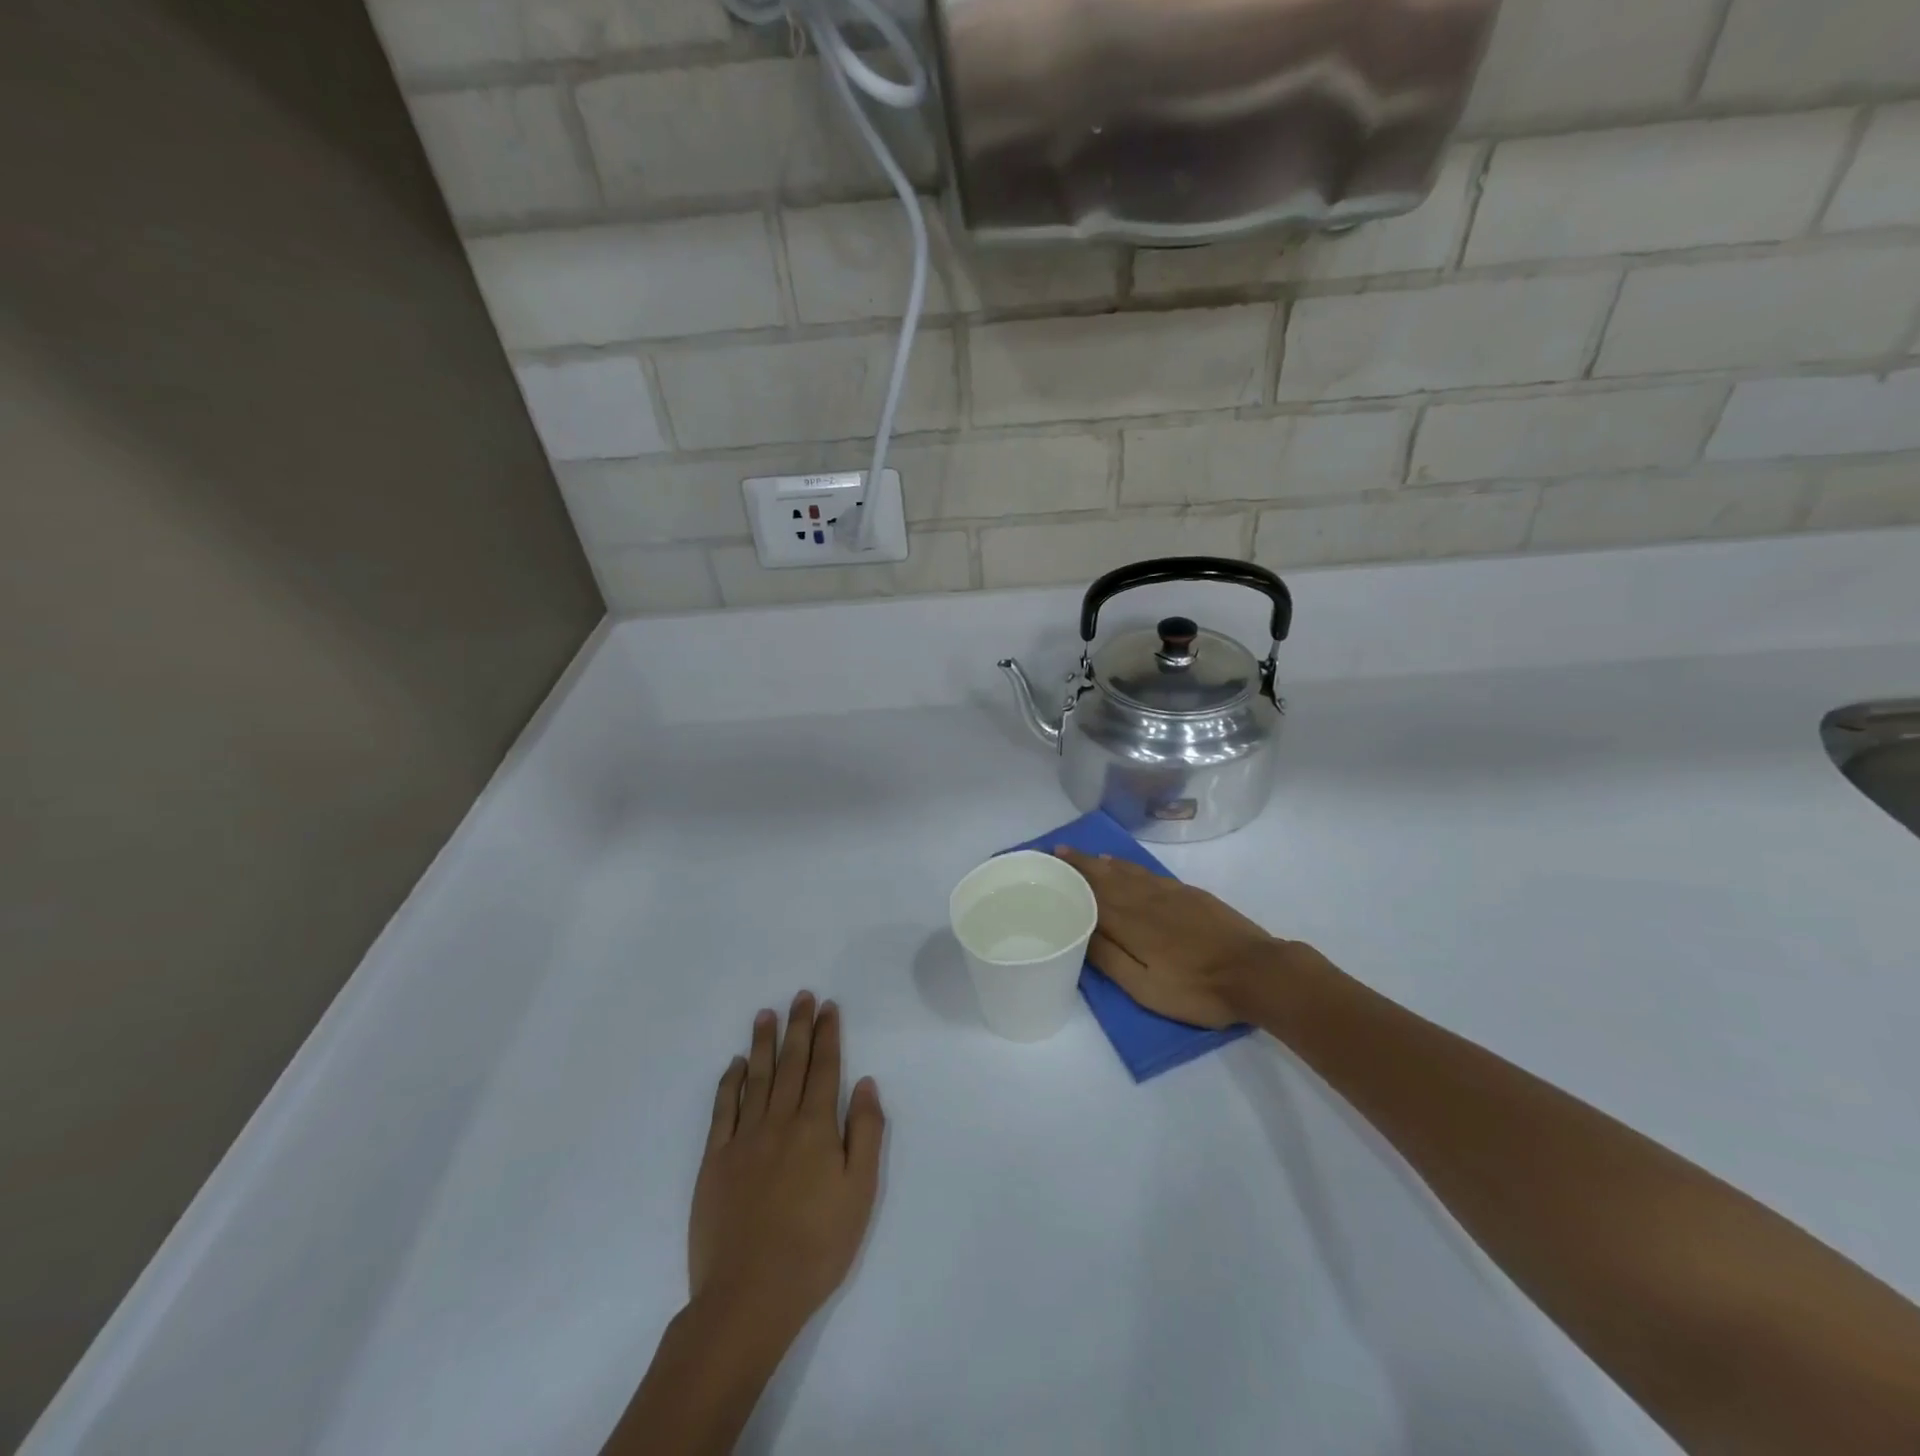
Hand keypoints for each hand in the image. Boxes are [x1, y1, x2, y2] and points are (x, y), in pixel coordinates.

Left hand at [689, 993, 884, 1341]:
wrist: (749, 1295)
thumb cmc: (816, 1247)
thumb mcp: (860, 1192)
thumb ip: (865, 1132)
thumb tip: (864, 1082)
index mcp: (816, 1128)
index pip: (824, 1068)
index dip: (827, 1034)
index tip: (827, 1006)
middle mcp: (779, 1121)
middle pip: (791, 1063)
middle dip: (798, 1026)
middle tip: (801, 996)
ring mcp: (744, 1139)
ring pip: (756, 1077)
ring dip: (763, 1043)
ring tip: (766, 1014)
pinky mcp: (715, 1160)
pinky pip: (723, 1109)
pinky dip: (730, 1082)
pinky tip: (735, 1064)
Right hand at [1054, 847, 1313, 1028]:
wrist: (1257, 972)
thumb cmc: (1198, 988)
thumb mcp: (1146, 988)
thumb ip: (1110, 958)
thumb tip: (1078, 931)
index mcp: (1130, 922)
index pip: (1090, 893)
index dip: (1069, 876)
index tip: (1048, 862)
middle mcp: (1144, 899)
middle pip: (1105, 876)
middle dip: (1081, 863)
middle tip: (1059, 851)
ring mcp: (1169, 893)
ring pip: (1127, 871)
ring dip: (1102, 862)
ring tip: (1085, 856)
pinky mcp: (1190, 894)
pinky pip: (1148, 872)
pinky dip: (1129, 866)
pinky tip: (1123, 865)